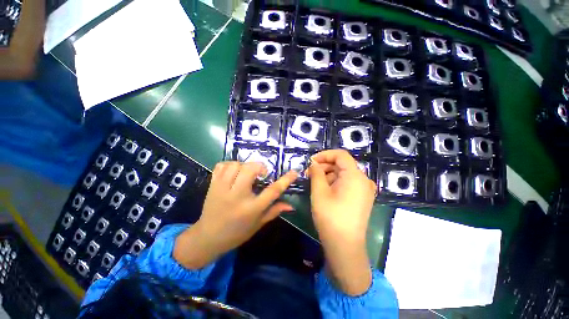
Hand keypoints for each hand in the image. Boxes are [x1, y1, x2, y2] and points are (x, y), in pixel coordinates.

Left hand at [174, 161, 297, 268]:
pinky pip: (221, 166)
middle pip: (250, 170)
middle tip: (261, 174)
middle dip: (259, 167)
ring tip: (246, 173)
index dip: (285, 180)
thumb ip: (274, 211)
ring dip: (244, 166)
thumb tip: (291, 206)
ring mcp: (222, 189)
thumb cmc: (237, 232)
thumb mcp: (258, 224)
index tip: (294, 172)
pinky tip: (233, 172)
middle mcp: (237, 196)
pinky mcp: (212, 185)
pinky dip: (229, 165)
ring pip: (235, 165)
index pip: (273, 191)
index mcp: (251, 209)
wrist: (208, 237)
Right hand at [308, 150, 376, 295]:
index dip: (324, 155)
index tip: (311, 161)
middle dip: (324, 165)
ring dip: (328, 174)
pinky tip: (325, 189)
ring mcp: (365, 190)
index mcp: (355, 176)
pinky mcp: (362, 198)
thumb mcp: (319, 192)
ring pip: (344, 174)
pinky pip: (348, 183)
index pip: (341, 155)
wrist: (345, 247)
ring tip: (315, 182)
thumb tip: (313, 163)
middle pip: (342, 164)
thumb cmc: (330, 218)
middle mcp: (364, 180)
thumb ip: (316, 173)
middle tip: (309, 173)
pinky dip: (335, 182)